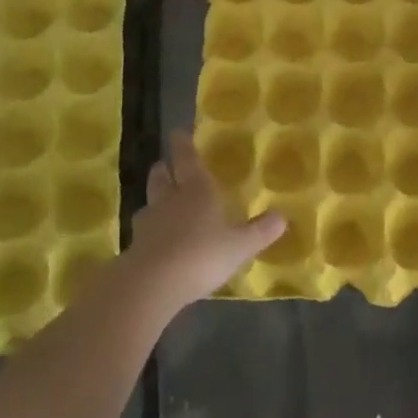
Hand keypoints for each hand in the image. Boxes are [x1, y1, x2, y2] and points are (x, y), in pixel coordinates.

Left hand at [124, 132, 284, 310]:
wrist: (152, 284)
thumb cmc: (201, 255)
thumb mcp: (240, 246)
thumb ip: (260, 231)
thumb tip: (282, 216)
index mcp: (196, 190)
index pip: (187, 158)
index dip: (182, 144)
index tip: (178, 133)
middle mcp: (170, 199)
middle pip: (161, 175)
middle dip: (164, 168)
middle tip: (168, 166)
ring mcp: (149, 222)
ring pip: (149, 201)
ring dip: (155, 199)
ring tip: (162, 204)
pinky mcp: (134, 246)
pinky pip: (142, 230)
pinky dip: (149, 230)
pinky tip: (156, 241)